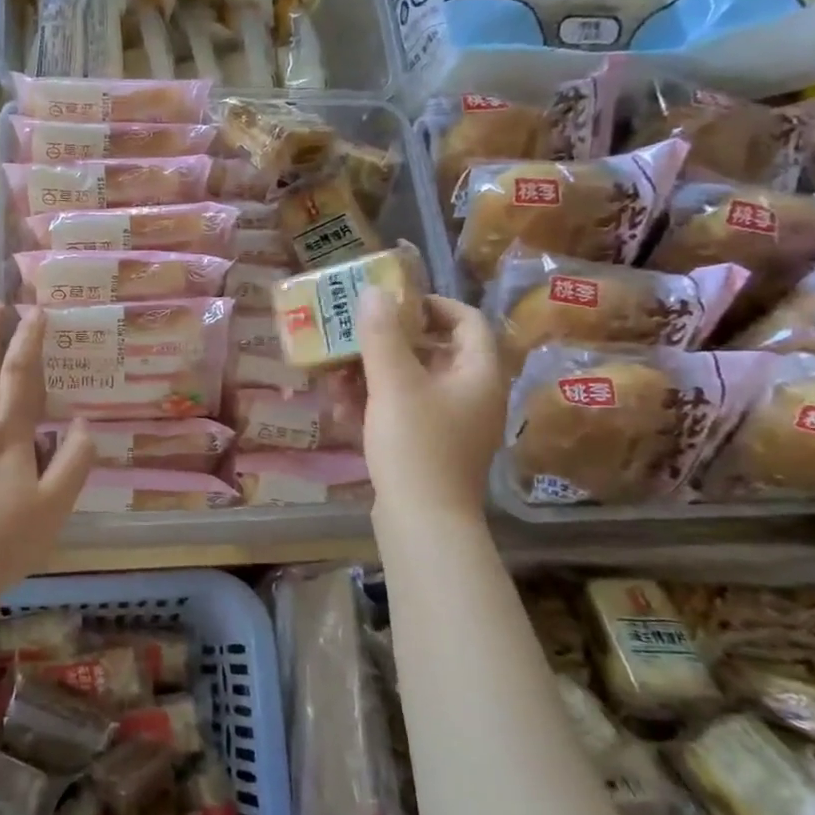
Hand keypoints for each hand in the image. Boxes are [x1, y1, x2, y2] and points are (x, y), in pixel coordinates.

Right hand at [349, 290, 505, 518]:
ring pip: (412, 384)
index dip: (432, 304)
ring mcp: (452, 425)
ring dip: (374, 374)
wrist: (423, 523)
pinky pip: (404, 412)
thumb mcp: (394, 384)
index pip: (466, 320)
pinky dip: (375, 404)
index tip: (393, 302)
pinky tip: (340, 406)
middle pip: (434, 351)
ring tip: (335, 372)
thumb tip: (374, 292)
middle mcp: (472, 396)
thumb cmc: (416, 445)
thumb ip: (382, 335)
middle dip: (389, 342)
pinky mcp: (430, 448)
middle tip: (353, 333)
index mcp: (479, 374)